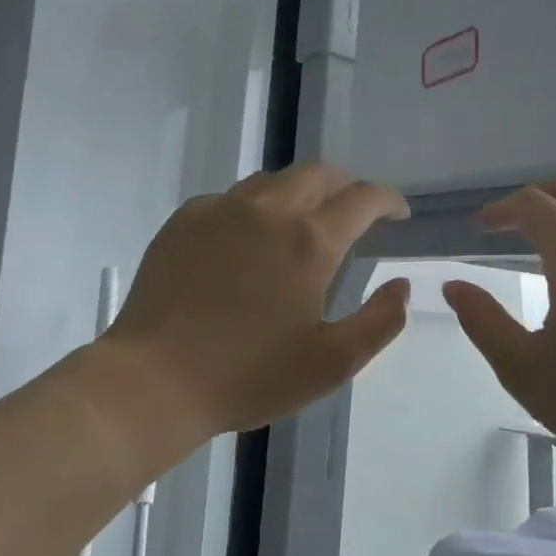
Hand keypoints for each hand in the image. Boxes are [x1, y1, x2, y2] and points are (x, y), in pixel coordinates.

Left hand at [98, 164, 411, 437]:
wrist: (155, 381)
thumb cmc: (250, 375)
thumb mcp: (333, 363)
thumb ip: (380, 321)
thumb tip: (401, 287)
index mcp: (310, 241)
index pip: (362, 198)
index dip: (387, 200)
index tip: (398, 214)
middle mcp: (268, 210)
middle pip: (317, 174)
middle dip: (346, 186)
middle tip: (354, 211)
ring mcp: (220, 211)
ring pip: (272, 180)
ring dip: (300, 191)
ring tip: (304, 220)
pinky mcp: (184, 222)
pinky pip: (230, 198)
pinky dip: (254, 207)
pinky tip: (249, 236)